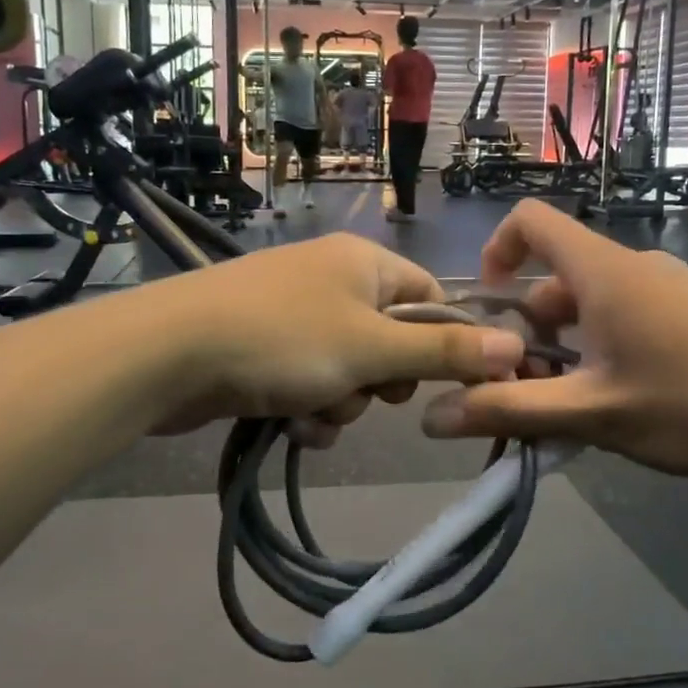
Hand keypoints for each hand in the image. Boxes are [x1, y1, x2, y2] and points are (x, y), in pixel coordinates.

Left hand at [142, 236, 526, 441]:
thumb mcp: (373, 349)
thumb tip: (518, 347)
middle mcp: (332, 280)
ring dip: (342, 403)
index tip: (443, 384)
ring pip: (349, 371)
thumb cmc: (283, 340)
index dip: (442, 344)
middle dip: (380, 382)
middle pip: (390, 341)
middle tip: (364, 391)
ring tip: (313, 412)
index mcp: (364, 262)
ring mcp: (293, 314)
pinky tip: (290, 424)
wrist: (170, 353)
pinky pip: (310, 382)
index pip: (431, 299)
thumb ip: (444, 353)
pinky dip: (308, 408)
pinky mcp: (263, 348)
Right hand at [419, 201, 687, 479]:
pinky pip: (627, 317)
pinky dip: (602, 351)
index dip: (495, 251)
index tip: (487, 311)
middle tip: (525, 390)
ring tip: (570, 409)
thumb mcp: (593, 413)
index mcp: (603, 271)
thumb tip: (430, 417)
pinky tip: (620, 405)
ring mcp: (670, 287)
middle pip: (556, 277)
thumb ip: (510, 411)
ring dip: (565, 348)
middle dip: (527, 329)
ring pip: (592, 305)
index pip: (530, 220)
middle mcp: (633, 266)